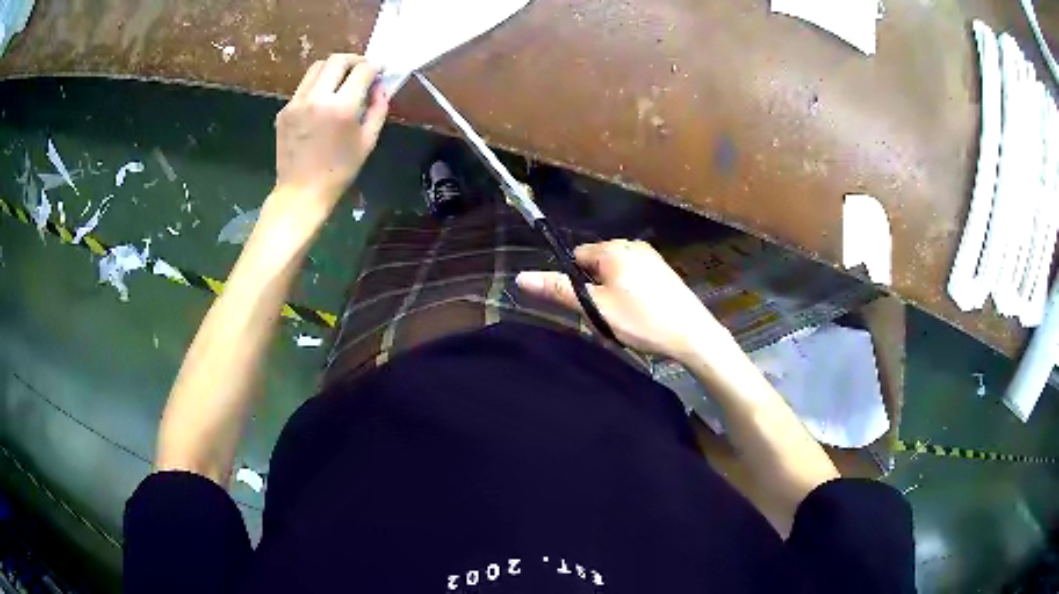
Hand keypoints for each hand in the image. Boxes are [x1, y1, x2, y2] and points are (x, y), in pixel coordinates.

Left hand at [273, 54, 388, 211]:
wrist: (301, 192)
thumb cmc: (339, 171)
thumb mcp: (368, 141)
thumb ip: (378, 108)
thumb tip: (379, 86)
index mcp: (341, 108)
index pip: (362, 70)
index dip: (375, 67)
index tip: (380, 71)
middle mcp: (317, 98)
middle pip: (337, 60)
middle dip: (354, 60)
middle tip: (362, 69)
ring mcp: (296, 103)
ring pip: (317, 67)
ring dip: (334, 68)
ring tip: (342, 80)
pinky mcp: (284, 110)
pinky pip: (304, 86)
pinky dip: (318, 85)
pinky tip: (323, 100)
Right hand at [516, 240, 729, 360]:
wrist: (692, 335)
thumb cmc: (642, 320)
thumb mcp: (597, 308)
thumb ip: (560, 290)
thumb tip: (521, 276)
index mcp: (614, 249)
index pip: (577, 256)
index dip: (576, 282)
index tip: (588, 305)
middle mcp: (633, 245)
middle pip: (596, 263)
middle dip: (595, 287)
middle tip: (607, 316)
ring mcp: (651, 257)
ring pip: (615, 272)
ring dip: (612, 292)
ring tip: (626, 318)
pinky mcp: (664, 271)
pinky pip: (634, 276)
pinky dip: (630, 293)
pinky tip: (641, 314)